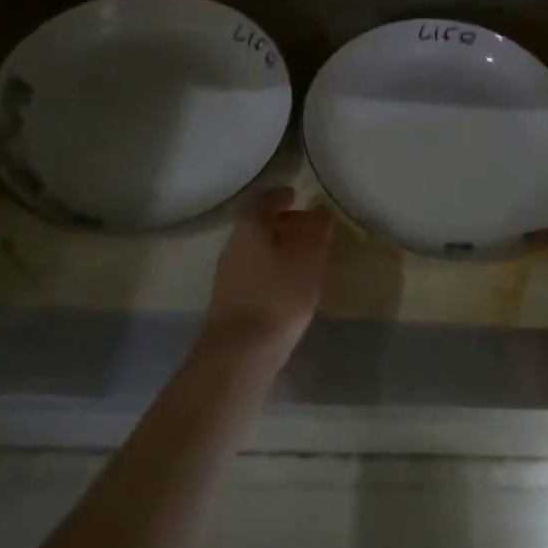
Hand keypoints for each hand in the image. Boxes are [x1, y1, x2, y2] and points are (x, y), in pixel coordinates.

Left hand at [205, 187, 333, 358]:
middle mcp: (233, 245)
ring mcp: (228, 275)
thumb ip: (316, 229)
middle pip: (255, 224)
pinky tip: (287, 285)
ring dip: (275, 247)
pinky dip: (270, 269)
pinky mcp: (229, 301)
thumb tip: (319, 209)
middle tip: (305, 227)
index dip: (278, 195)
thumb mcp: (308, 257)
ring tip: (302, 258)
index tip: (295, 196)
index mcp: (249, 227)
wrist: (239, 352)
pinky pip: (253, 272)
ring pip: (254, 249)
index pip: (261, 199)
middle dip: (279, 222)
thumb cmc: (278, 295)